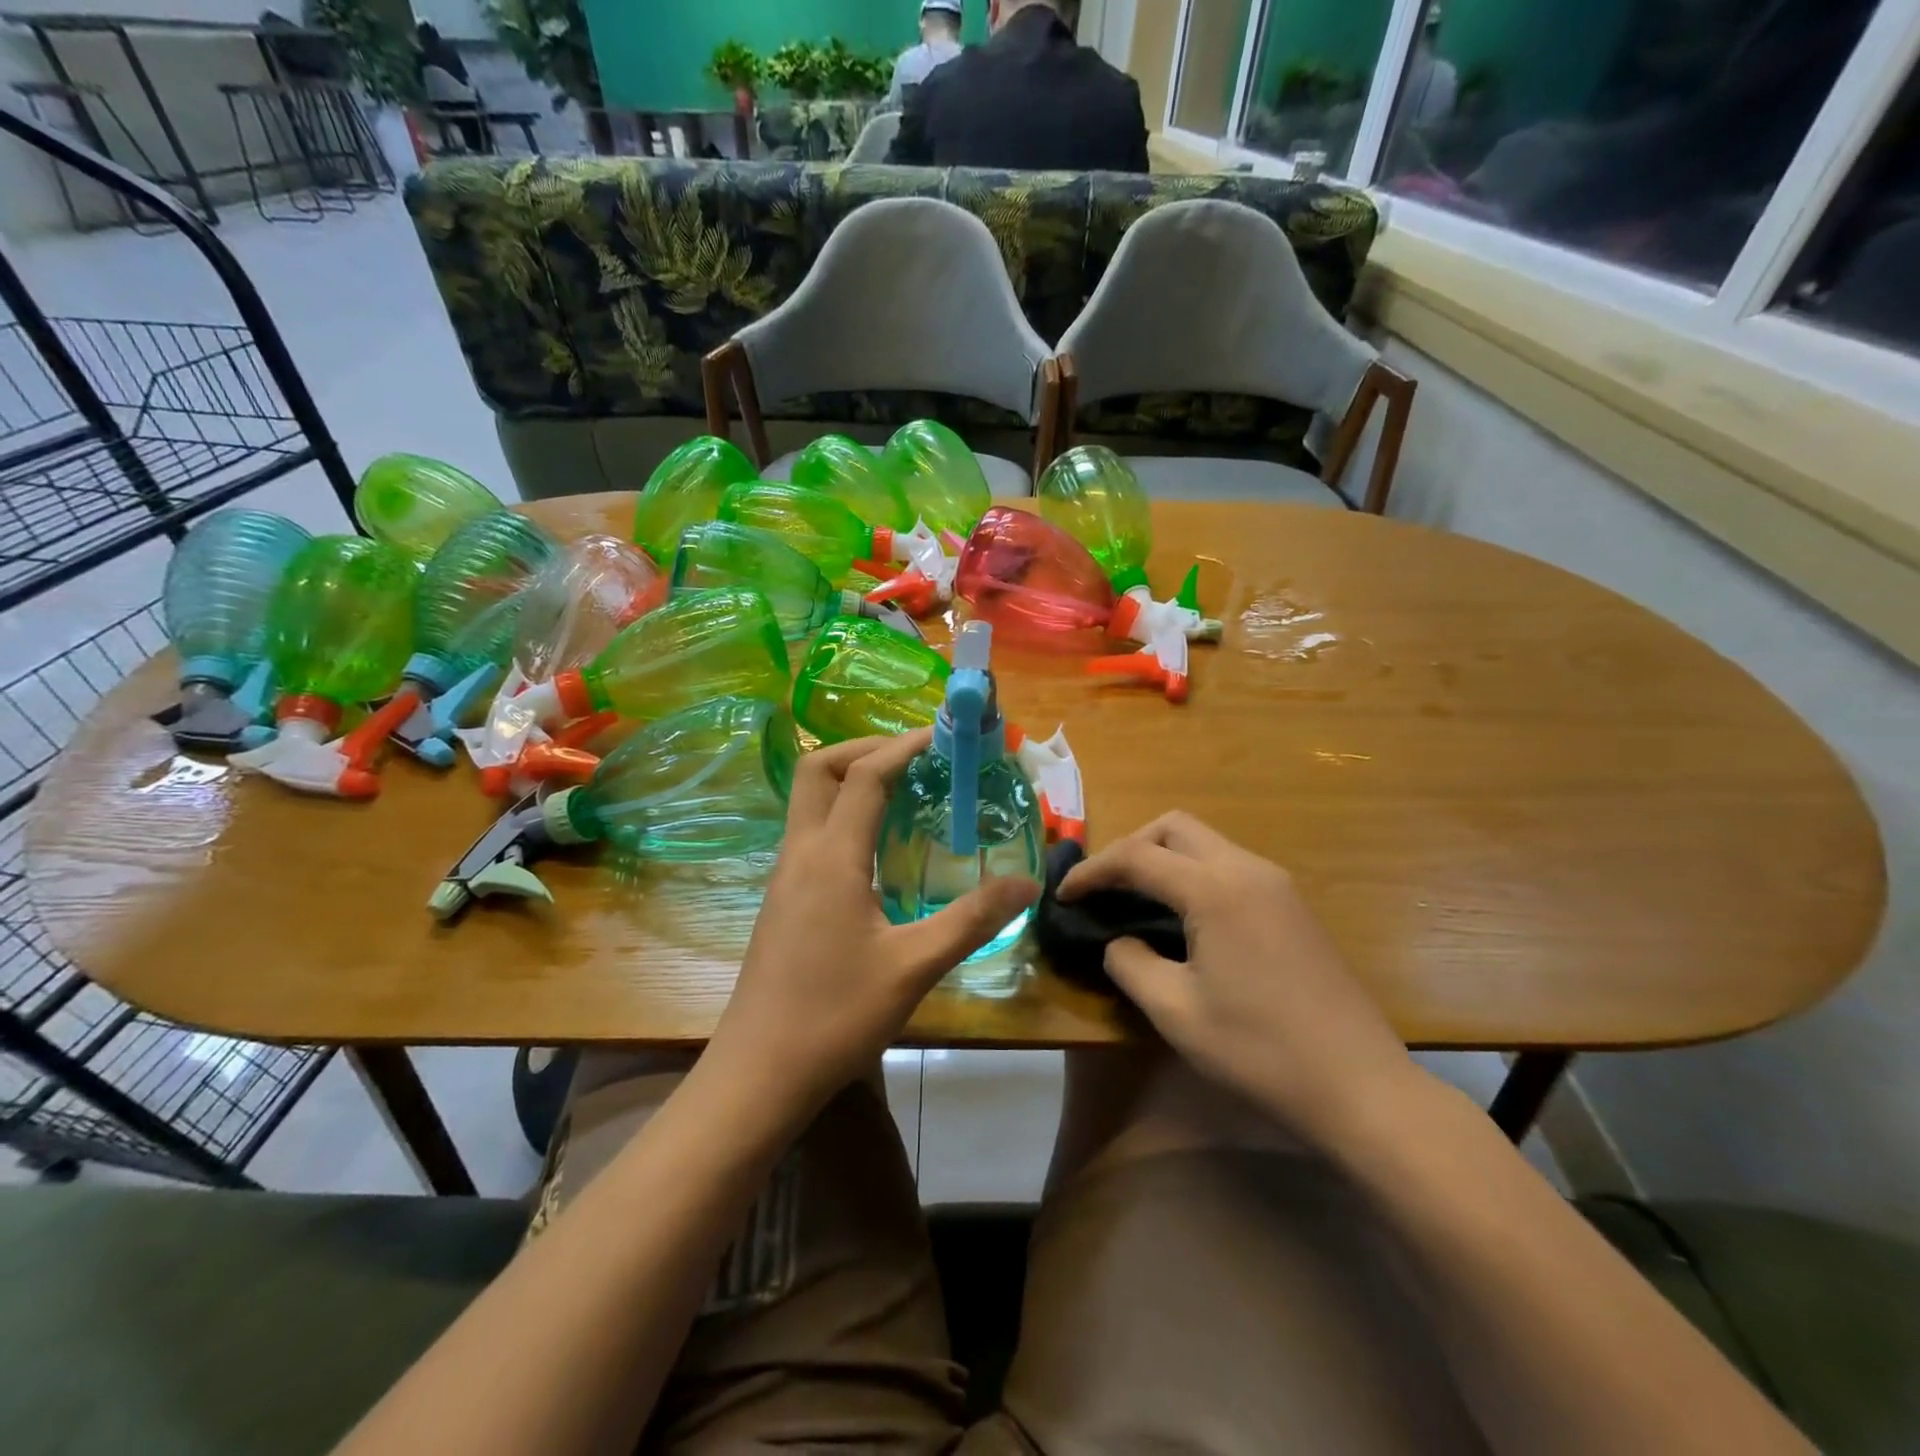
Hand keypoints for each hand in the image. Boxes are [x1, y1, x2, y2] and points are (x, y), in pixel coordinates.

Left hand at [705, 730, 1038, 1124]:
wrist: (759, 1073)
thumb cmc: (836, 1016)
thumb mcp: (914, 967)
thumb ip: (972, 919)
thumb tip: (1027, 884)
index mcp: (831, 858)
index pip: (865, 776)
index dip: (903, 747)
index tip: (943, 736)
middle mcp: (800, 854)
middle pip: (818, 770)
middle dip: (865, 749)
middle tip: (916, 758)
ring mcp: (784, 876)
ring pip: (809, 801)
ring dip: (852, 780)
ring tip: (905, 792)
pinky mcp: (783, 900)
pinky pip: (811, 832)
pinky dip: (843, 814)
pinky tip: (878, 848)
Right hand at [1060, 811, 1416, 1147]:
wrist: (1360, 1087)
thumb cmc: (1260, 1050)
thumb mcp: (1174, 1012)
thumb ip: (1129, 964)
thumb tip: (1117, 941)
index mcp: (1215, 890)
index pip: (1137, 857)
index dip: (1093, 871)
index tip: (1063, 895)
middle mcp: (1248, 870)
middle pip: (1175, 828)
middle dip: (1131, 847)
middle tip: (1105, 888)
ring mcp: (1277, 885)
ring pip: (1206, 843)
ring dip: (1164, 858)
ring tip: (1136, 900)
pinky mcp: (1293, 906)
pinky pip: (1230, 867)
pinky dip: (1194, 875)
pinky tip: (1184, 918)